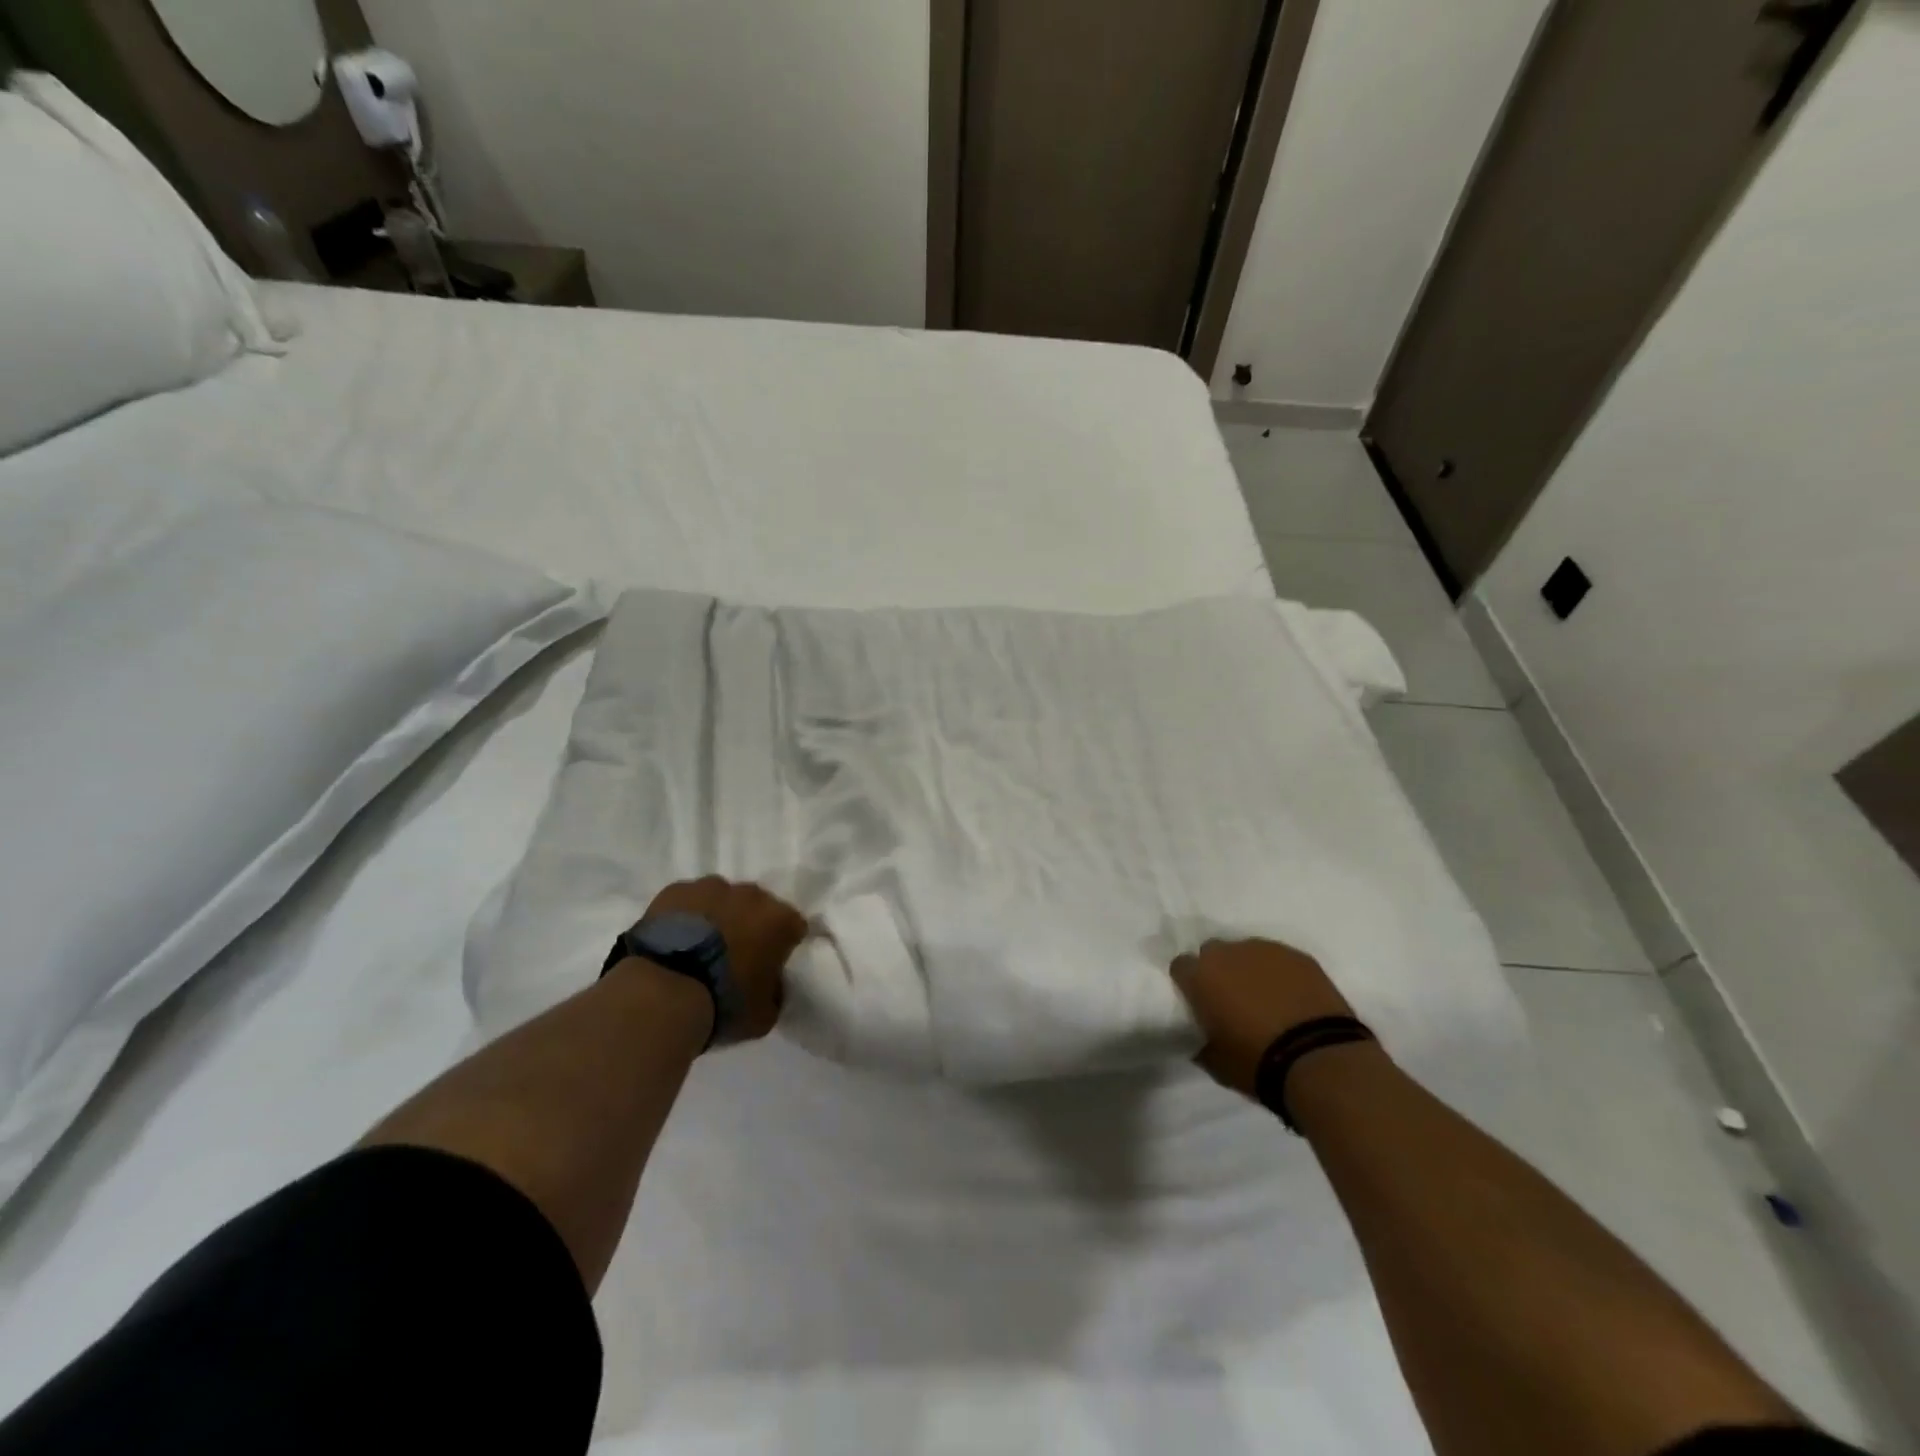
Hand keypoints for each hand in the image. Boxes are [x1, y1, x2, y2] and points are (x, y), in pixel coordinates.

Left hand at [644, 877, 807, 1044]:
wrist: (662, 992)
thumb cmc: (722, 1004)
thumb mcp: (764, 1015)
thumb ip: (776, 994)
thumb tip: (771, 985)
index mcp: (780, 921)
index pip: (794, 927)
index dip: (784, 946)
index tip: (770, 966)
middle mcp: (752, 895)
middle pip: (758, 907)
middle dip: (750, 926)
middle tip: (734, 957)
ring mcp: (711, 887)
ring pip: (722, 899)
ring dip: (718, 917)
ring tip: (699, 949)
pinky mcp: (675, 890)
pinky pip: (688, 901)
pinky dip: (687, 916)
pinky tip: (674, 940)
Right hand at [1171, 939, 1356, 1098]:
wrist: (1319, 1058)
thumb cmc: (1257, 1063)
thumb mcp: (1216, 1063)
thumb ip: (1203, 1043)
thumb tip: (1203, 1040)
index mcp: (1201, 977)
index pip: (1181, 966)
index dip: (1189, 983)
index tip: (1199, 1002)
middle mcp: (1228, 954)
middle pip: (1213, 952)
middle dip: (1218, 970)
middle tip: (1232, 999)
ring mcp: (1265, 950)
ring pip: (1248, 952)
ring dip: (1250, 970)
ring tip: (1267, 998)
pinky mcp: (1298, 956)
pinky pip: (1279, 959)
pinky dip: (1280, 974)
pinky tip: (1293, 997)